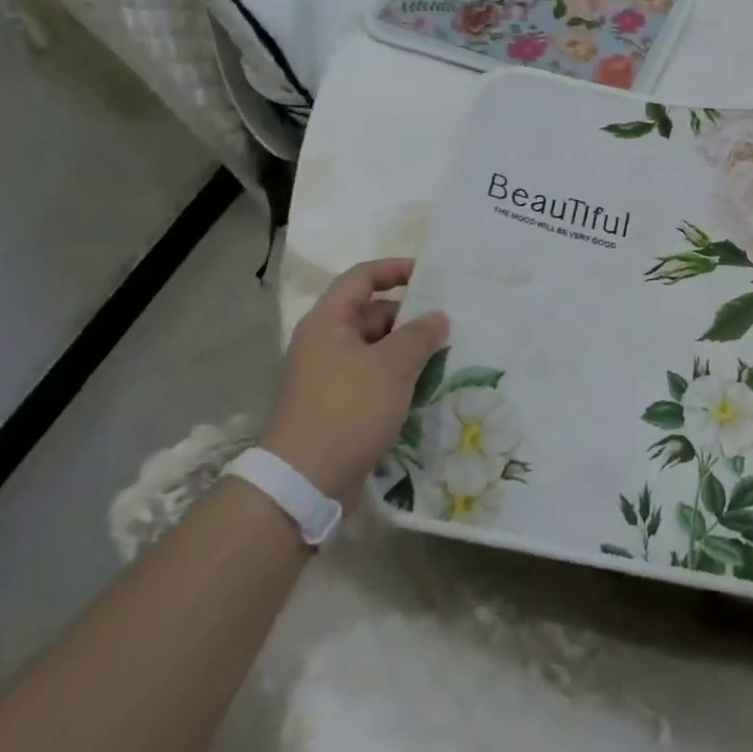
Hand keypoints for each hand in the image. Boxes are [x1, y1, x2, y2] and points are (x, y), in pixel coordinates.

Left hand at [262, 258, 447, 508]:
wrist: (305, 482)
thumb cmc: (348, 410)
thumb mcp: (392, 366)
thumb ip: (419, 335)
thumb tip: (438, 317)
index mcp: (328, 322)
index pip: (362, 277)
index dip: (395, 269)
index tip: (430, 276)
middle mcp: (324, 342)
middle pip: (371, 313)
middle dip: (409, 317)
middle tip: (447, 325)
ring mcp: (329, 375)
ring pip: (375, 348)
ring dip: (407, 349)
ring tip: (444, 355)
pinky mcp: (338, 405)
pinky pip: (373, 377)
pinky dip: (397, 376)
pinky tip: (425, 386)